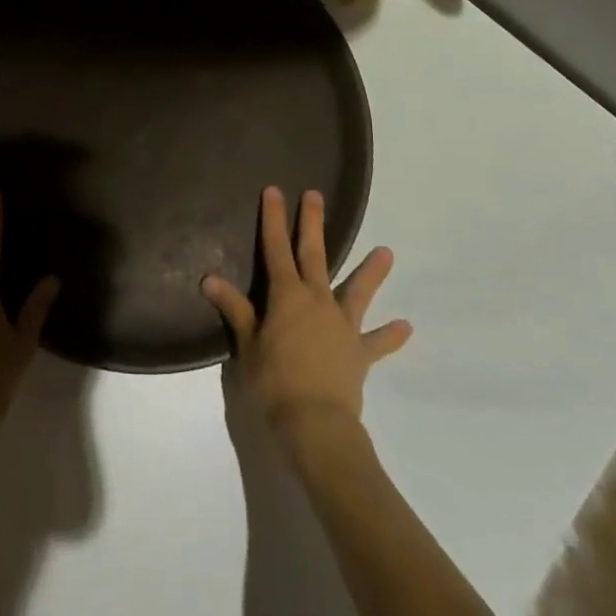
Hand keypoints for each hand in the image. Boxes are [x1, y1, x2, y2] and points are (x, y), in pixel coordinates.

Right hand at [203, 186, 410, 443]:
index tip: (274, 190)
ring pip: (357, 292)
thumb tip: (208, 278)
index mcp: (287, 296)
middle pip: (315, 255)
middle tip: (316, 196)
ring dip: (371, 272)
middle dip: (312, 224)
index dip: (274, 219)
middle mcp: (317, 301)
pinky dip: (391, 336)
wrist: (317, 425)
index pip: (276, 248)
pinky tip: (406, 327)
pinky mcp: (359, 353)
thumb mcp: (247, 345)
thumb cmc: (274, 382)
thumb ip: (234, 309)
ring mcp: (342, 325)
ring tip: (387, 252)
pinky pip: (377, 343)